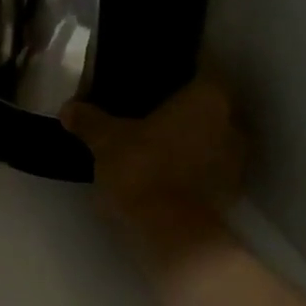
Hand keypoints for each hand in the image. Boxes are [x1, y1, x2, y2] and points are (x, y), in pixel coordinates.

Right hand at [61, 77, 244, 277]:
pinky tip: (164, 171)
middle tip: (150, 109)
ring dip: (189, 139)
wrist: (171, 236)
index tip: (158, 75)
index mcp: (209, 98)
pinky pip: (208, 168)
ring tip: (155, 142)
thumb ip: (89, 121)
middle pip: (208, 105)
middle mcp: (232, 123)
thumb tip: (69, 109)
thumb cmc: (142, 170)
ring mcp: (237, 161)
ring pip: (210, 138)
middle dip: (183, 108)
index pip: (202, 69)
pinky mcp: (231, 193)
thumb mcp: (105, 141)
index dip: (181, 69)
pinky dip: (190, 167)